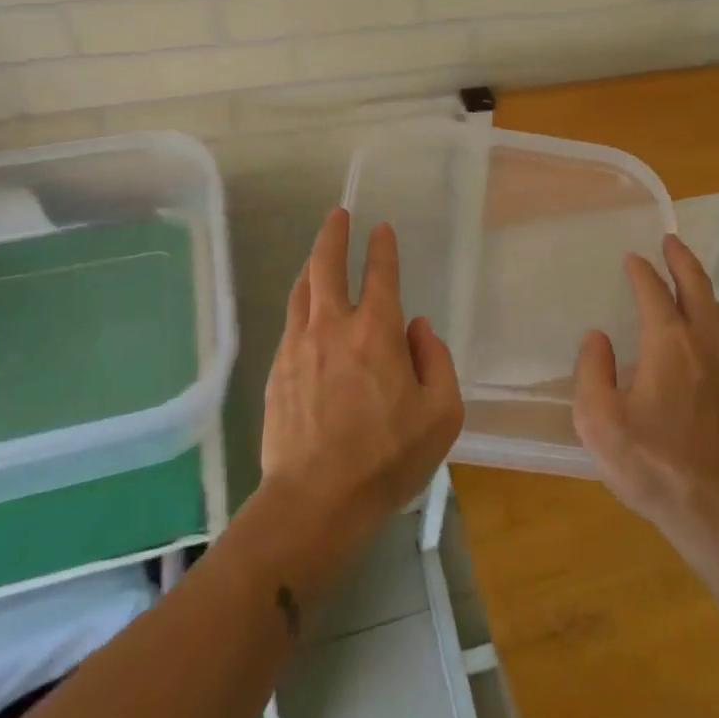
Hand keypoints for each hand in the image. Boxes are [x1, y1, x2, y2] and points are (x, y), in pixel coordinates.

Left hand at [261, 208, 463, 541]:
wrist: (314, 502)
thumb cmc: (386, 460)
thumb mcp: (440, 415)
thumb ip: (436, 361)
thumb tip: (418, 328)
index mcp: (376, 332)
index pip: (380, 274)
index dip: (382, 247)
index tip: (382, 229)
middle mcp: (333, 327)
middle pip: (326, 265)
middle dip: (333, 234)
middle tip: (338, 215)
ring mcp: (299, 347)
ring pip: (301, 290)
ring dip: (312, 265)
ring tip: (318, 254)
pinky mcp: (278, 370)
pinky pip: (290, 321)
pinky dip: (300, 302)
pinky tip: (305, 308)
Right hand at [573, 235, 718, 543]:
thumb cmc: (654, 465)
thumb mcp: (600, 422)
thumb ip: (592, 372)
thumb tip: (597, 338)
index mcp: (669, 344)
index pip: (654, 292)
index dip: (641, 272)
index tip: (631, 259)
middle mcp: (704, 344)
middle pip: (697, 287)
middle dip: (682, 260)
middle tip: (671, 241)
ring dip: (704, 287)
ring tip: (691, 281)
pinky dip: (717, 316)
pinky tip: (710, 331)